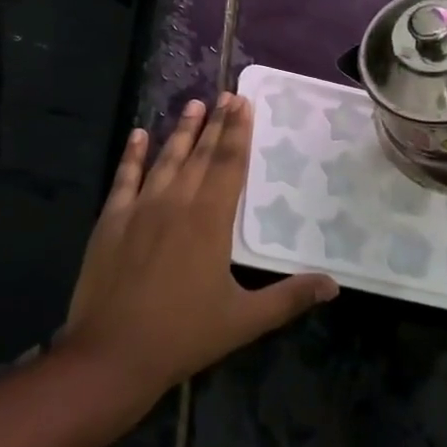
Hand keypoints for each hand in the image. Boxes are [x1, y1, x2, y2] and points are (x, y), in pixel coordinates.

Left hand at [63, 95, 337, 397]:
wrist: (113, 352)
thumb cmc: (183, 335)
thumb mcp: (244, 320)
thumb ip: (289, 297)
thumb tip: (334, 286)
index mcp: (210, 220)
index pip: (229, 164)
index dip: (237, 132)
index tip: (243, 103)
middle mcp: (177, 201)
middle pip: (201, 154)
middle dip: (215, 123)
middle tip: (226, 94)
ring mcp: (140, 206)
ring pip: (166, 158)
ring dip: (181, 130)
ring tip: (193, 104)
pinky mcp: (112, 218)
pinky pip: (125, 176)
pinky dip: (132, 154)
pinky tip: (139, 134)